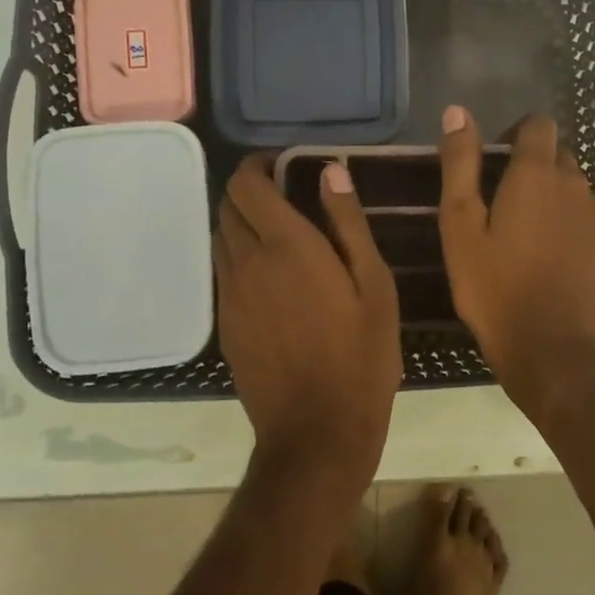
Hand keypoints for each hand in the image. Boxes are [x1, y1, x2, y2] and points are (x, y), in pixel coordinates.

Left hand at [214, 156, 401, 488]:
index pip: (246, 184)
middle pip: (227, 206)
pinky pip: (223, 272)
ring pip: (220, 238)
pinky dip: (239, 256)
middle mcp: (247, 261)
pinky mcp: (224, 323)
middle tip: (286, 197)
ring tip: (279, 235)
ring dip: (241, 223)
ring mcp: (230, 294)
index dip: (258, 165)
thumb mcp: (374, 284)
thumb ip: (348, 222)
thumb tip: (330, 170)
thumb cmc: (361, 354)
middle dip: (249, 191)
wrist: (317, 430)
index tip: (284, 166)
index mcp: (286, 245)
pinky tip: (271, 278)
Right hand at [437, 107, 594, 416]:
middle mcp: (577, 183)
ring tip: (529, 240)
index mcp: (537, 174)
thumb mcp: (460, 226)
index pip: (539, 124)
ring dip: (555, 200)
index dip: (516, 134)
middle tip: (504, 210)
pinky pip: (591, 219)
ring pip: (576, 189)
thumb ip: (460, 164)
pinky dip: (573, 227)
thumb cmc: (495, 288)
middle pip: (558, 156)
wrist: (551, 349)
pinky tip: (555, 261)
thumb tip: (458, 112)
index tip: (496, 163)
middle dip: (533, 170)